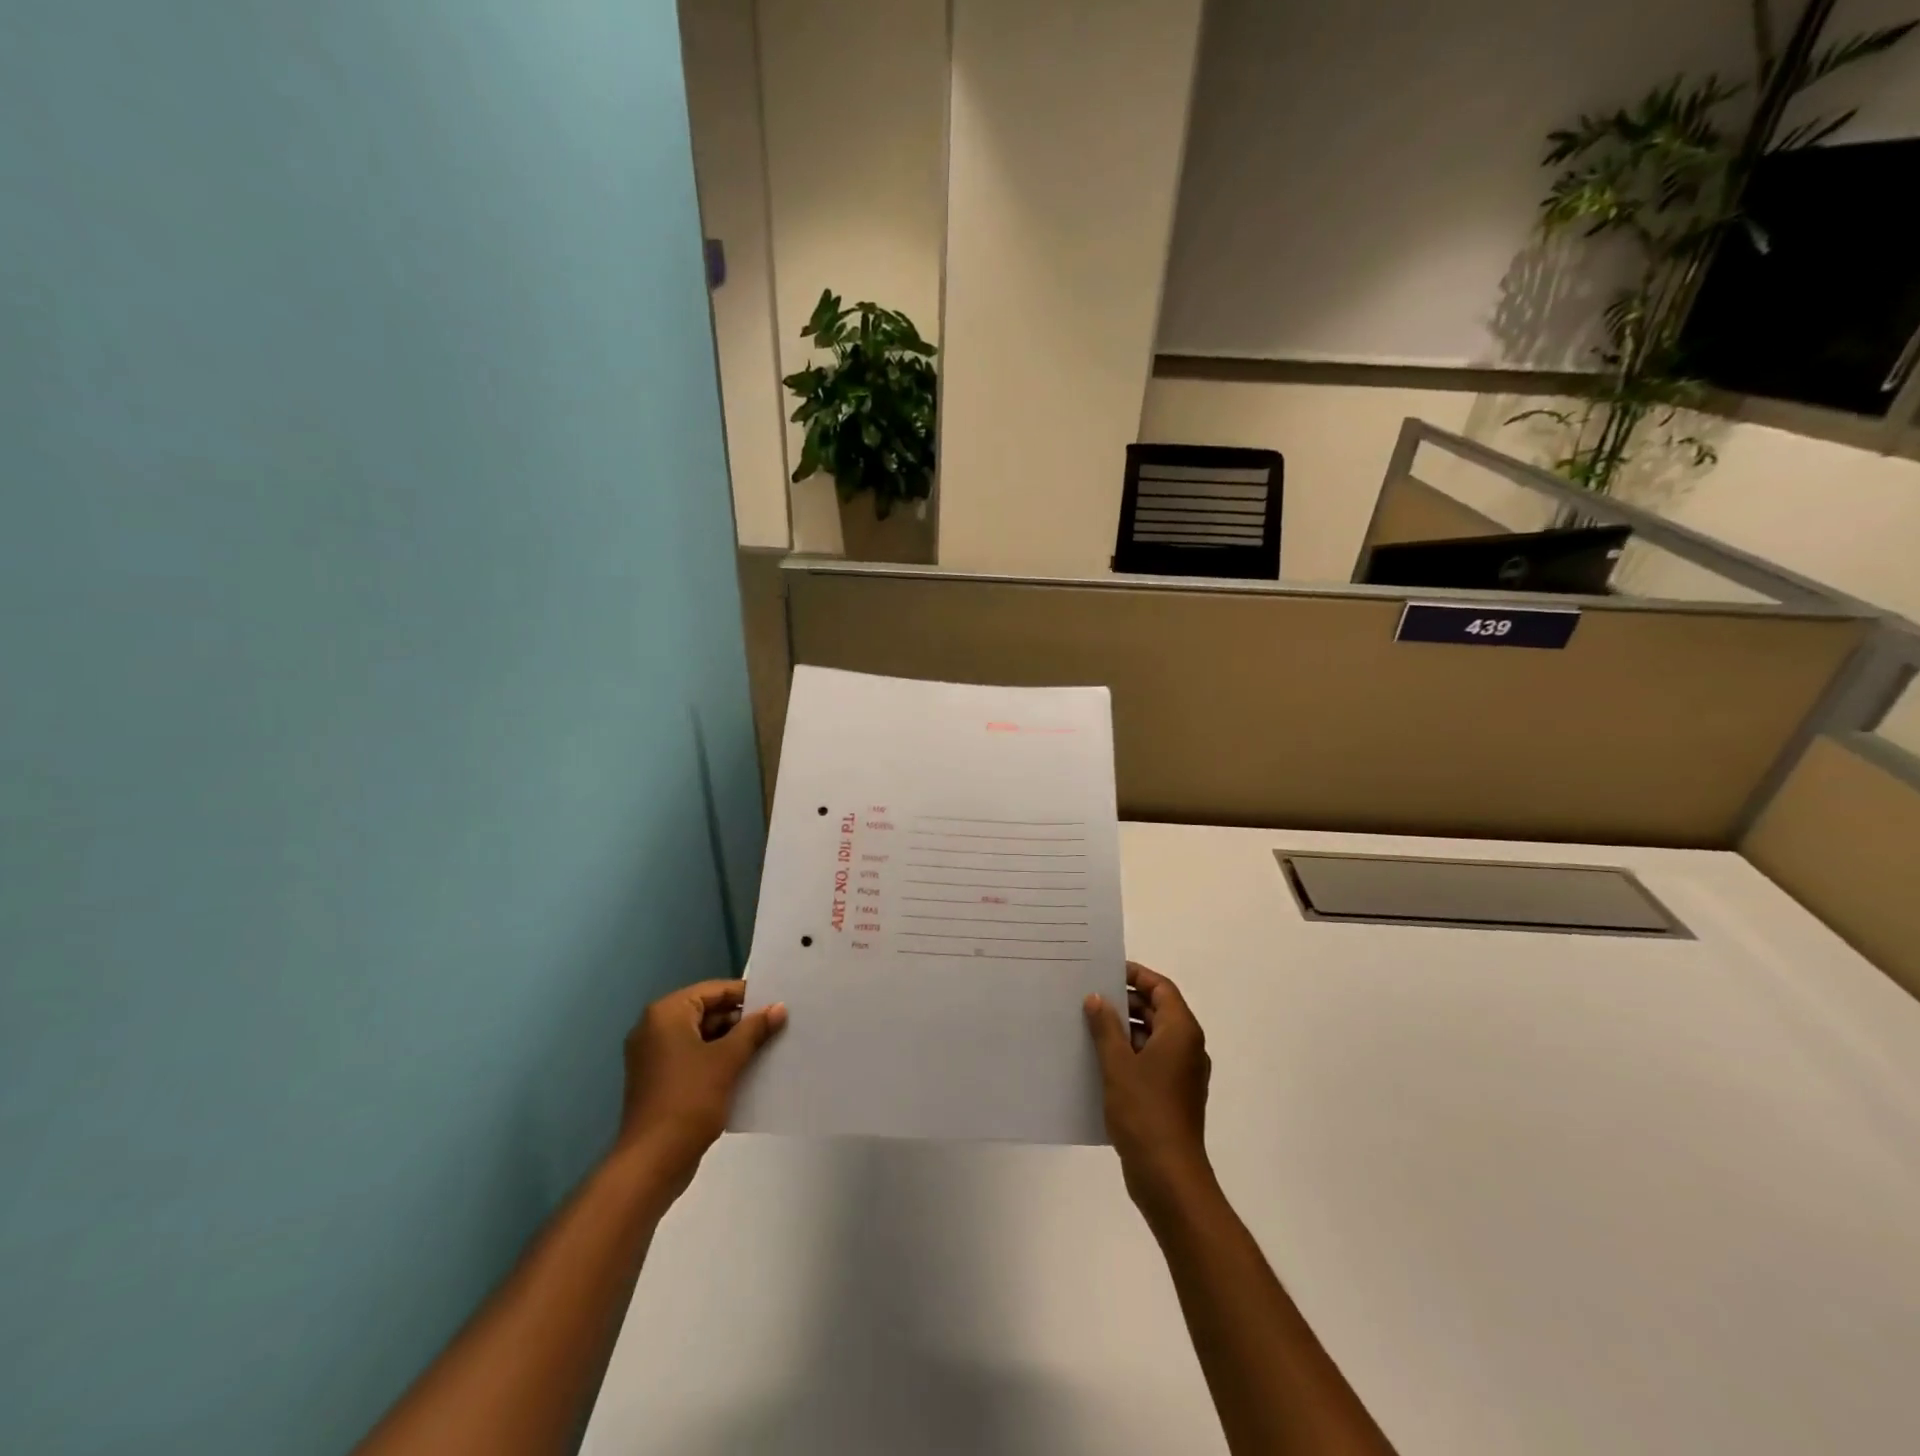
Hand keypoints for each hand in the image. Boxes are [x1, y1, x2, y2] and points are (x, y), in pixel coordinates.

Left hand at [616, 980, 785, 1201]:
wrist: (652, 1163)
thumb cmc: (689, 1100)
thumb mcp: (727, 1060)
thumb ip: (754, 1030)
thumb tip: (778, 1007)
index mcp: (666, 1014)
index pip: (713, 991)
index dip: (746, 996)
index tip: (776, 1004)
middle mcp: (654, 1029)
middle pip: (707, 1012)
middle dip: (740, 1021)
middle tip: (775, 1027)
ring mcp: (654, 1057)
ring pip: (702, 1037)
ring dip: (732, 1043)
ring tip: (767, 1048)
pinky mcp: (659, 1081)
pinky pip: (693, 1059)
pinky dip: (717, 1061)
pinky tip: (746, 1071)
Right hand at [1085, 963, 1213, 1217]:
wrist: (1168, 1176)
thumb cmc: (1145, 1112)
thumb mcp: (1118, 1064)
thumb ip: (1106, 1027)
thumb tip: (1096, 998)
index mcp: (1181, 1032)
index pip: (1161, 988)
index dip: (1136, 975)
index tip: (1106, 970)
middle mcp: (1187, 1048)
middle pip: (1157, 1011)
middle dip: (1124, 1002)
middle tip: (1088, 996)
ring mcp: (1180, 1074)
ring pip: (1151, 1037)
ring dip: (1122, 1029)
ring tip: (1086, 1025)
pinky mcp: (1170, 1095)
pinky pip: (1149, 1061)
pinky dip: (1127, 1054)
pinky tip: (1096, 1059)